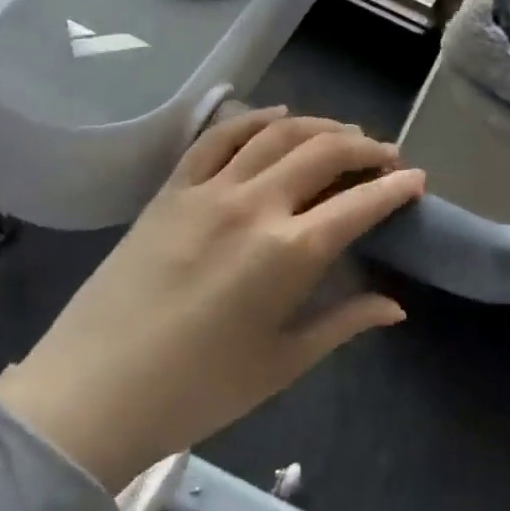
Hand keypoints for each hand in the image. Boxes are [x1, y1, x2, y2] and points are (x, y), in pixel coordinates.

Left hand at [0, 108, 424, 491]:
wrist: (91, 394)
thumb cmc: (197, 391)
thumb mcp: (282, 363)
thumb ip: (344, 323)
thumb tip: (396, 306)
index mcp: (289, 254)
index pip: (360, 204)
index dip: (396, 187)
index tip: (417, 179)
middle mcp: (254, 205)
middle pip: (324, 153)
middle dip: (366, 148)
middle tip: (386, 156)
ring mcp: (208, 190)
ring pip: (277, 134)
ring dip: (320, 126)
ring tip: (344, 134)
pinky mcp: (172, 189)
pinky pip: (219, 137)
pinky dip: (255, 119)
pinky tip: (278, 116)